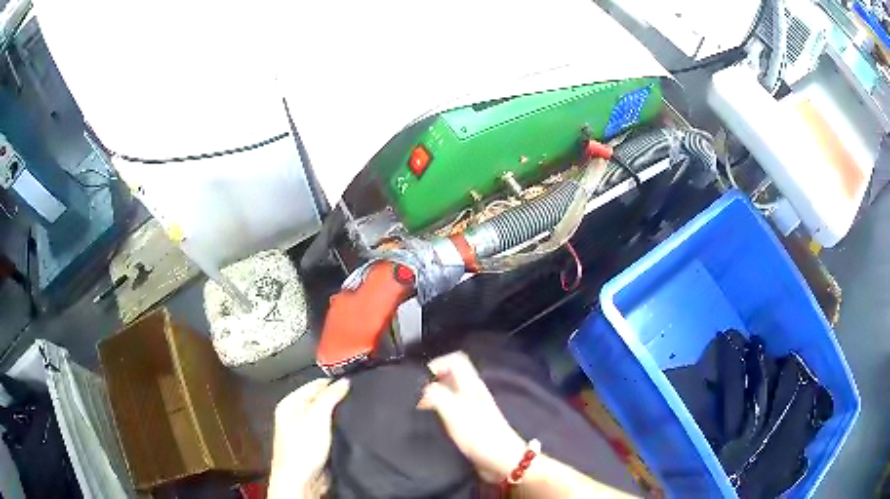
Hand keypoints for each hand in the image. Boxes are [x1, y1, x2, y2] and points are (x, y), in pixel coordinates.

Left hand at [269, 378, 349, 497]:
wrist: (301, 481)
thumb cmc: (302, 448)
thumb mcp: (316, 417)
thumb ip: (330, 397)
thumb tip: (344, 381)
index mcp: (290, 403)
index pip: (315, 385)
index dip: (333, 383)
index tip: (354, 383)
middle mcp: (296, 415)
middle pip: (321, 400)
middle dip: (338, 400)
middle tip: (359, 398)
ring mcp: (306, 431)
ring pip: (328, 417)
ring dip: (341, 416)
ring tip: (359, 412)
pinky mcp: (316, 445)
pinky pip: (331, 431)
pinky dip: (341, 429)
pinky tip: (352, 428)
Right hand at [419, 352, 526, 482]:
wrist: (501, 462)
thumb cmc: (479, 435)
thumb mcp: (455, 412)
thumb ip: (437, 395)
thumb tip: (422, 387)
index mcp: (472, 385)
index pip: (456, 360)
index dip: (437, 364)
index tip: (419, 381)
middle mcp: (473, 393)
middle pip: (451, 376)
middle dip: (432, 382)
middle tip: (415, 395)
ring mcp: (472, 409)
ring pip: (450, 393)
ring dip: (434, 398)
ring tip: (418, 409)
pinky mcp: (470, 425)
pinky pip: (451, 410)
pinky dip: (439, 412)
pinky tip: (430, 423)